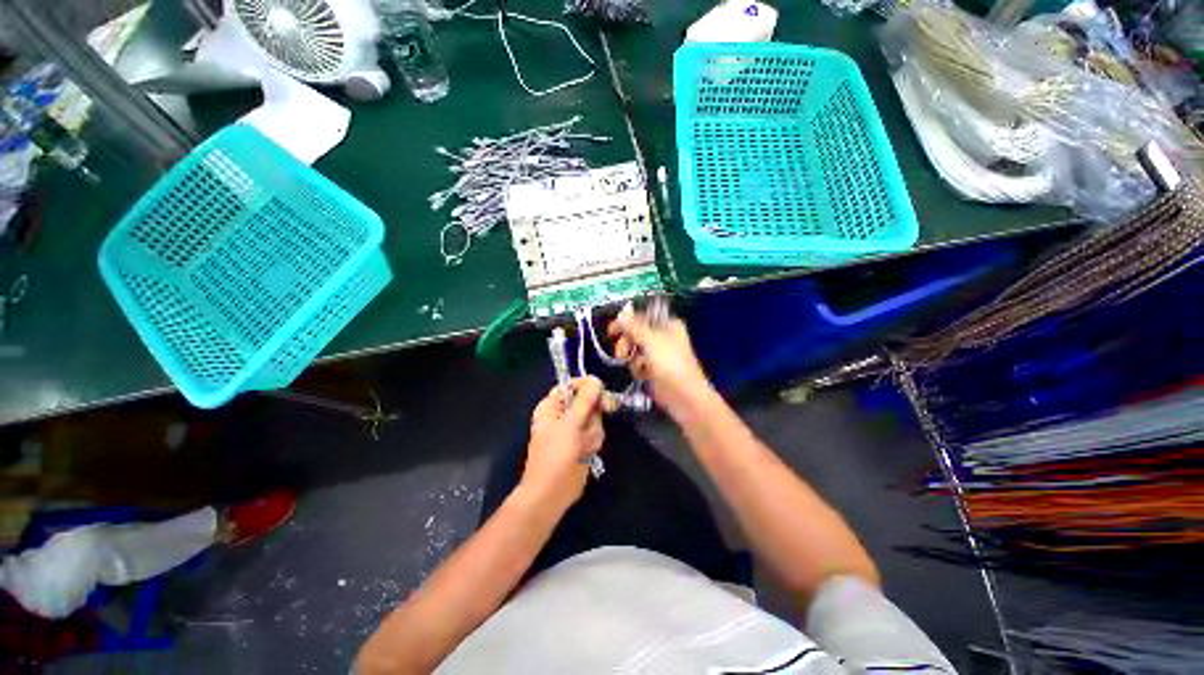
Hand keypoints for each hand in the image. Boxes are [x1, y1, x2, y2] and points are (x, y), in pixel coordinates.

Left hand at [521, 376, 604, 510]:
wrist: (551, 494)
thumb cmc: (555, 456)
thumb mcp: (570, 424)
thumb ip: (584, 400)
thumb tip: (596, 380)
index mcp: (552, 406)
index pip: (571, 385)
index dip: (586, 386)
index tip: (600, 390)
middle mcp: (563, 414)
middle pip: (587, 400)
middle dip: (593, 412)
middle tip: (598, 417)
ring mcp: (575, 429)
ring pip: (595, 418)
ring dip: (593, 431)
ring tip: (583, 445)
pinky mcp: (584, 442)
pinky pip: (597, 433)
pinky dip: (594, 442)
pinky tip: (587, 452)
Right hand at [608, 304, 711, 413]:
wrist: (684, 396)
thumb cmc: (670, 364)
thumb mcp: (651, 340)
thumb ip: (633, 327)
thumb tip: (620, 314)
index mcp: (668, 324)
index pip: (641, 317)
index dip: (626, 323)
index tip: (611, 331)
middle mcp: (663, 336)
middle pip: (635, 333)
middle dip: (627, 343)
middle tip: (622, 353)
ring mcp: (658, 354)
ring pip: (635, 349)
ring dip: (632, 358)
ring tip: (636, 367)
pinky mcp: (654, 369)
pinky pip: (638, 364)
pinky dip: (637, 369)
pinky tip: (642, 375)